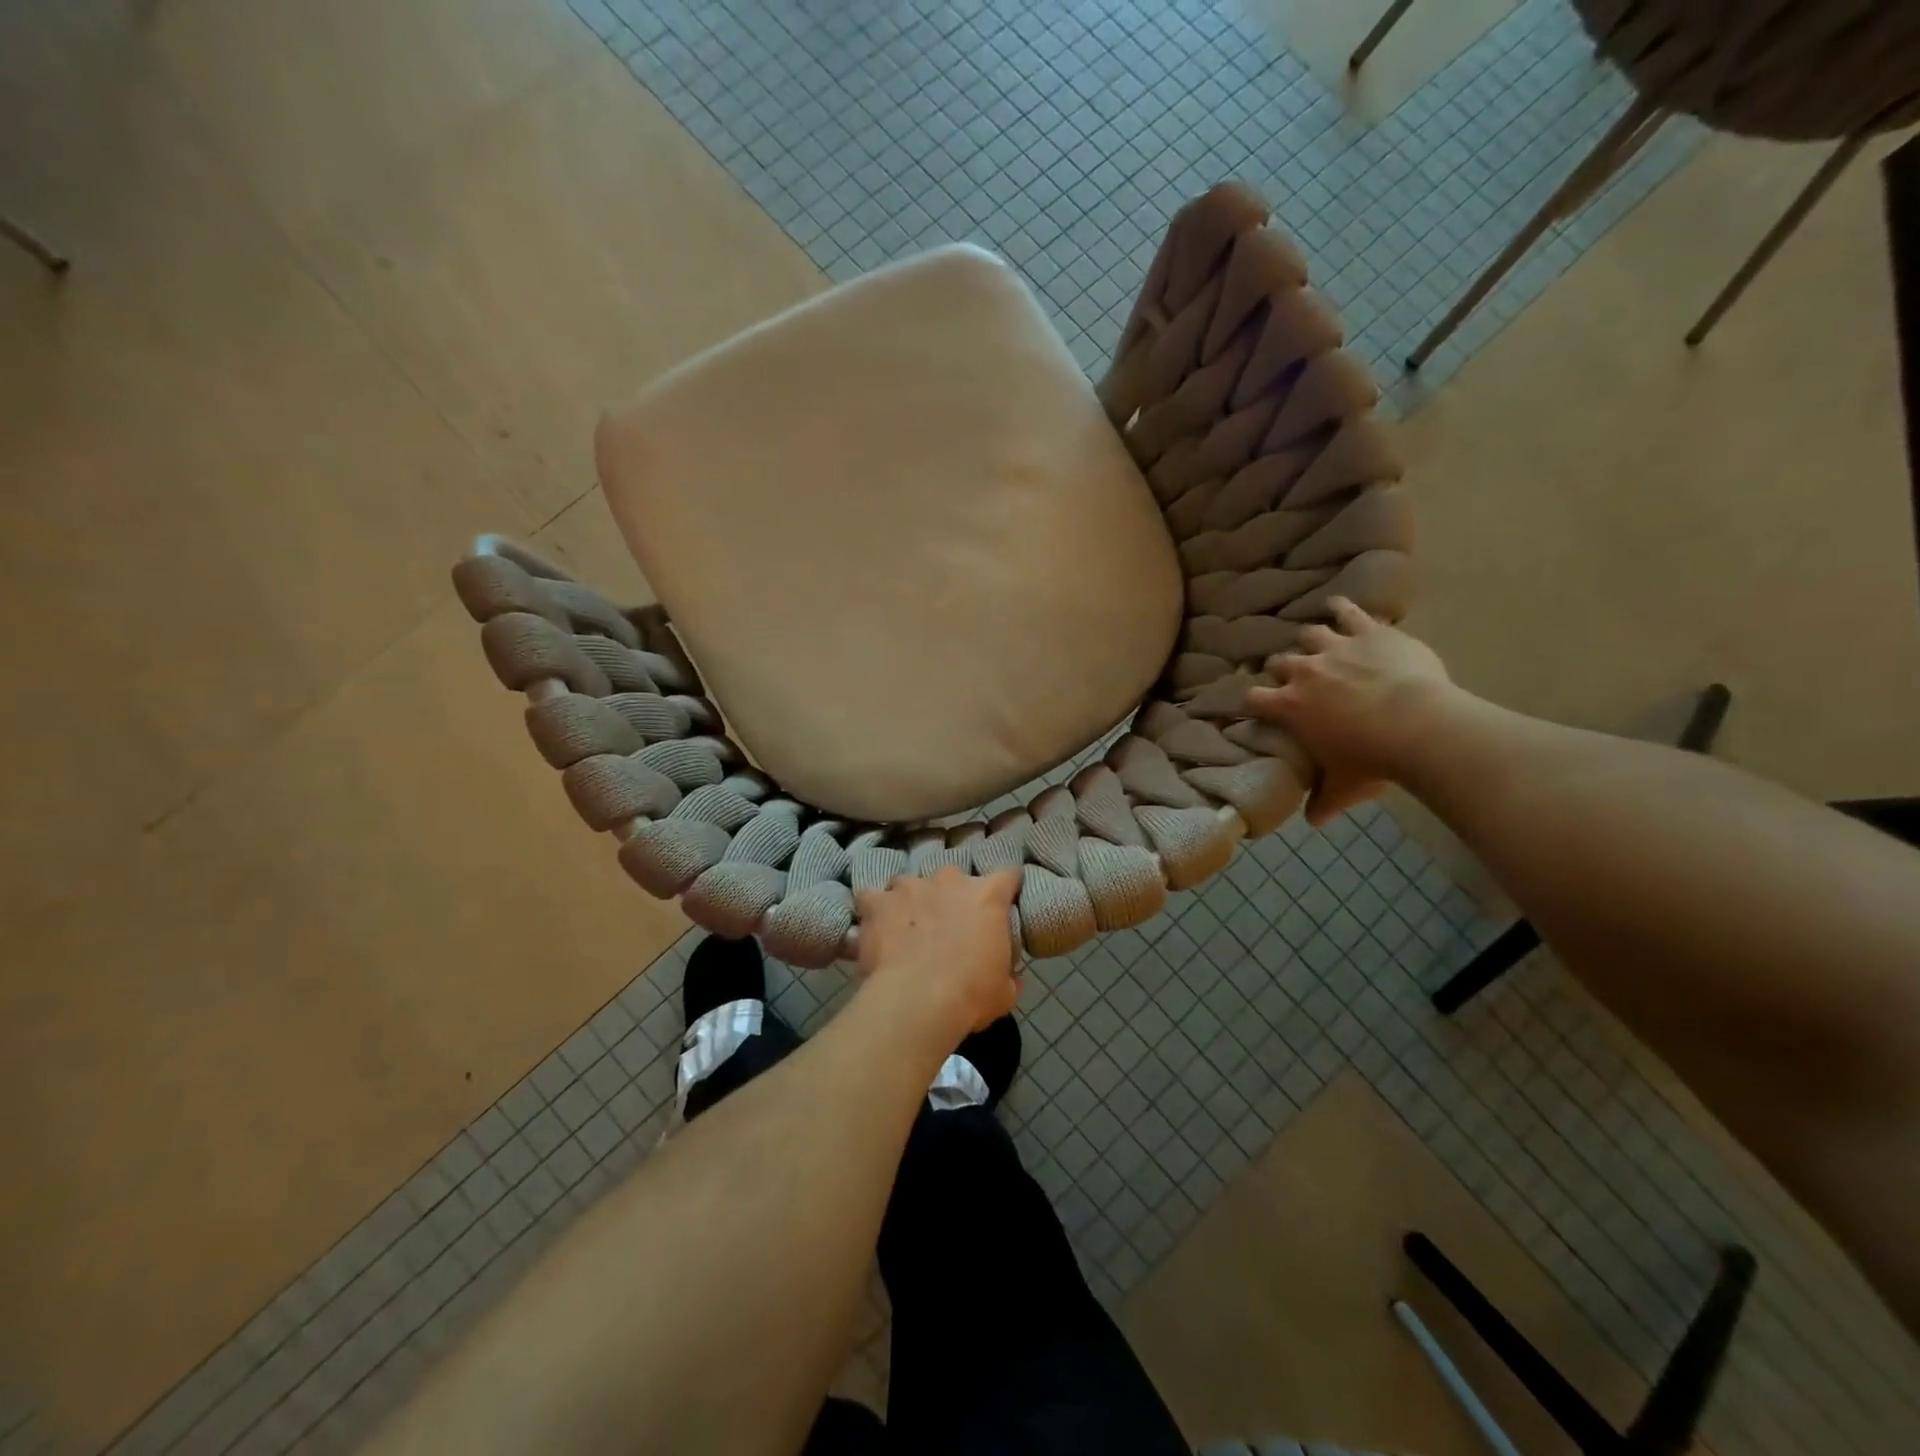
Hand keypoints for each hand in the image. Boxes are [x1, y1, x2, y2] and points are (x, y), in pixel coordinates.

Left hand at [854, 867, 1021, 1039]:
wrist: (917, 1002)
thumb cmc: (970, 995)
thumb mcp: (1005, 991)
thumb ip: (1008, 973)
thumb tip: (1009, 976)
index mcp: (987, 896)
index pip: (1007, 876)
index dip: (1006, 888)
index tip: (1003, 903)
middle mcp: (950, 880)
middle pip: (954, 878)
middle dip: (952, 897)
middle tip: (948, 926)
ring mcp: (910, 886)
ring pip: (911, 885)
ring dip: (912, 901)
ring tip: (908, 928)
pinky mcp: (878, 901)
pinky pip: (872, 898)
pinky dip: (874, 910)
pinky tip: (875, 927)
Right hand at [1245, 596, 1453, 824]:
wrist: (1419, 725)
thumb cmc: (1373, 759)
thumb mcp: (1344, 787)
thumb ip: (1324, 801)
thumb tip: (1313, 822)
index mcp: (1289, 706)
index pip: (1252, 698)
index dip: (1250, 701)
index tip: (1254, 706)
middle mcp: (1304, 671)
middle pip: (1277, 662)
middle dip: (1280, 669)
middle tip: (1290, 677)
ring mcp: (1335, 647)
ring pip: (1308, 634)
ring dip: (1308, 639)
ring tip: (1312, 642)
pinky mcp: (1367, 631)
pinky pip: (1348, 610)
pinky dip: (1341, 607)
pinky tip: (1337, 604)